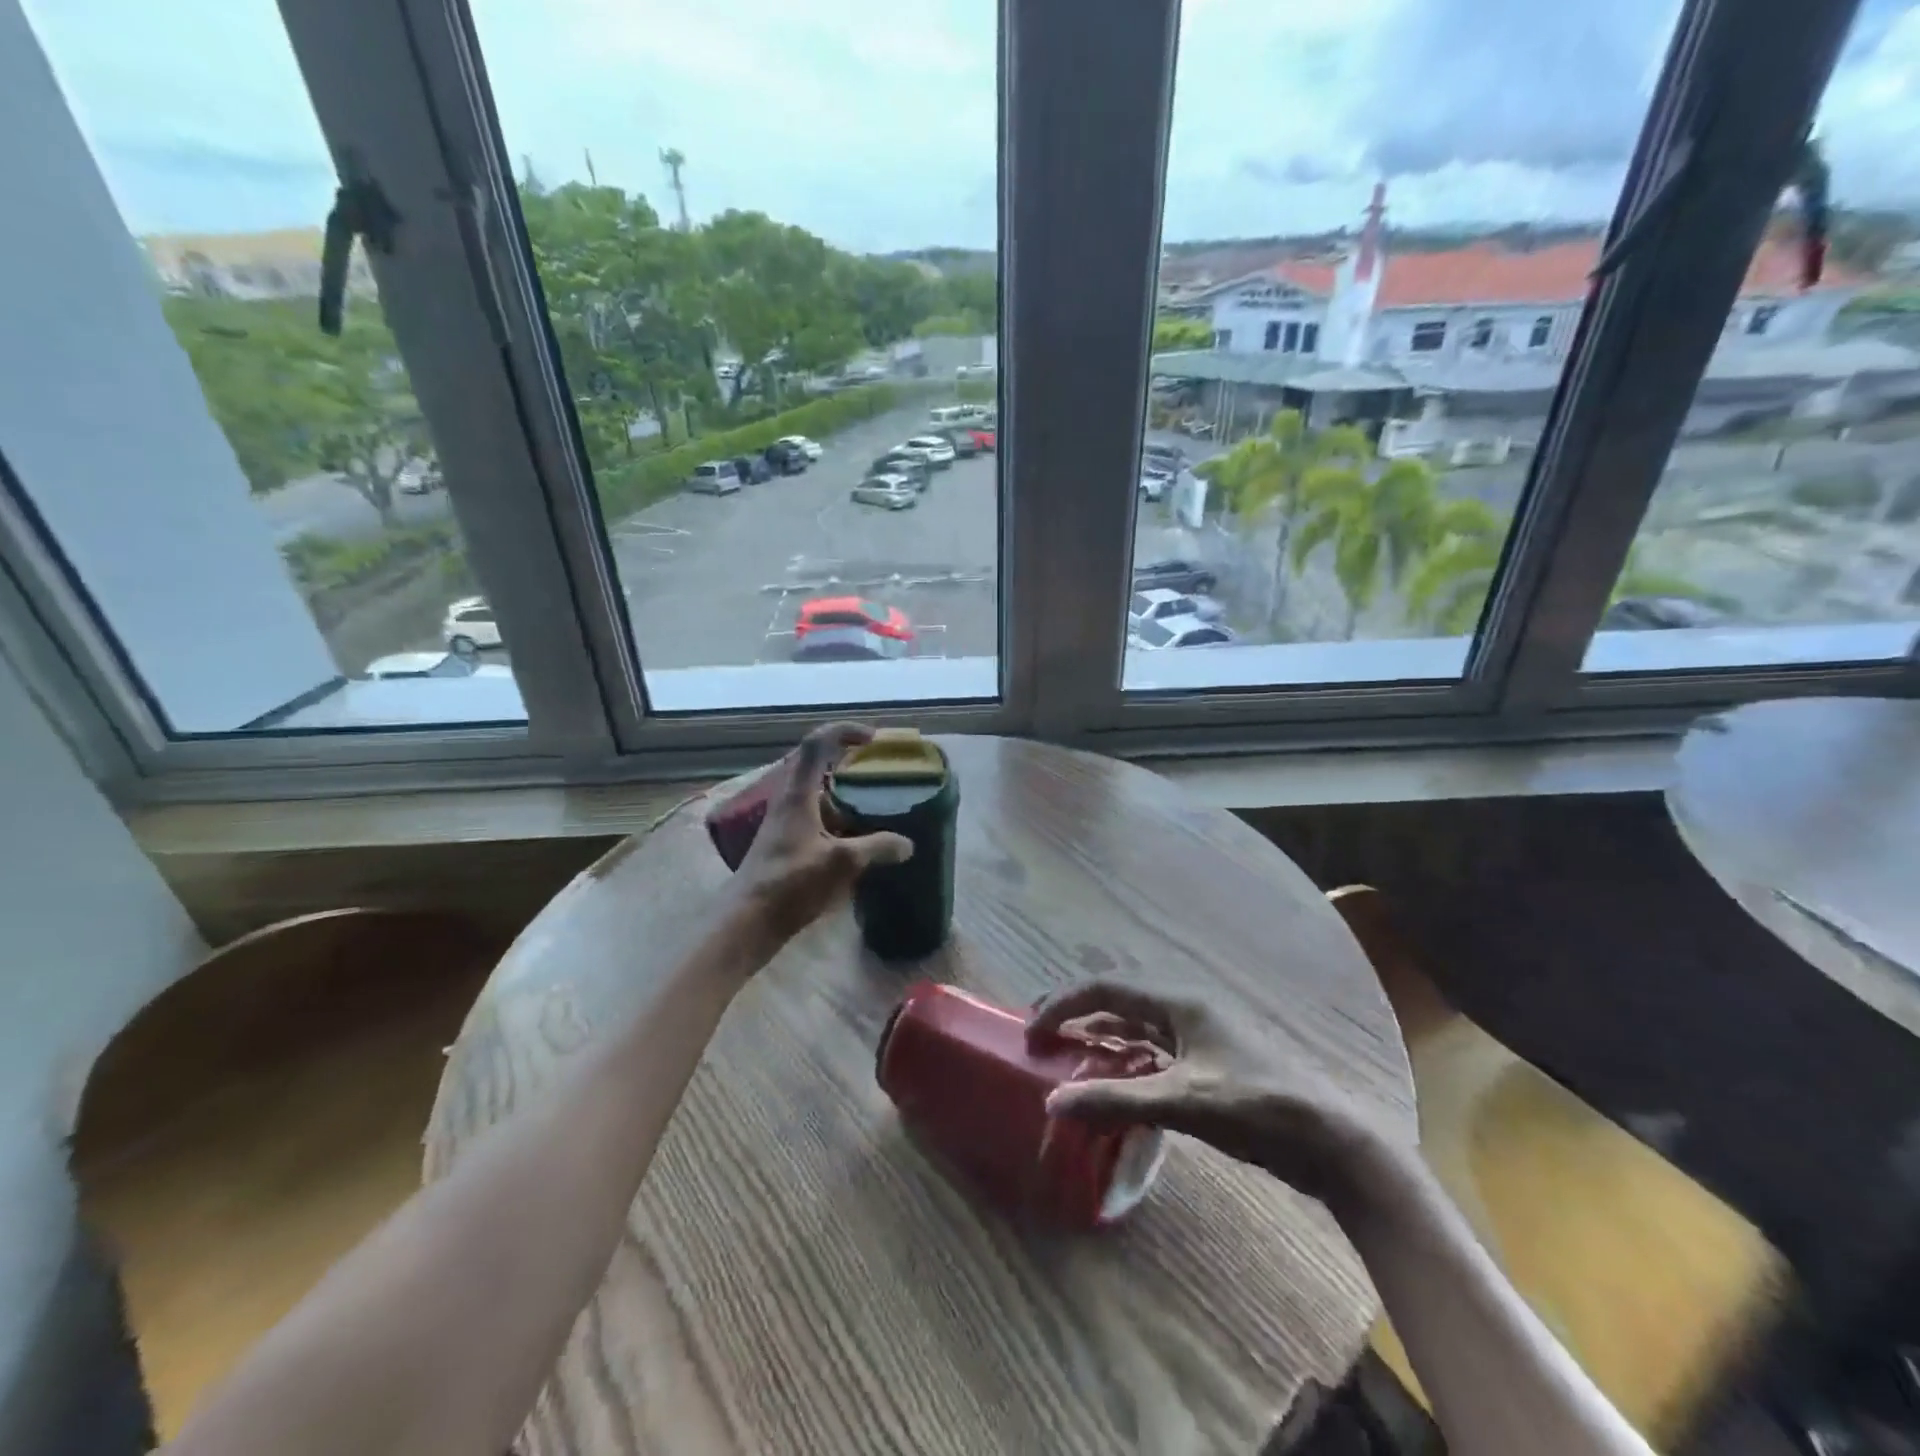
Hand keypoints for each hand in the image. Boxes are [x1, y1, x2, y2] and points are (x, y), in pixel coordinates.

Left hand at [732, 722, 912, 944]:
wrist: (747, 921)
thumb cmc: (790, 884)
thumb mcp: (841, 863)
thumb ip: (877, 848)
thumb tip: (907, 844)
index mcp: (797, 794)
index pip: (817, 744)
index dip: (845, 731)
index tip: (873, 738)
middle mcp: (788, 800)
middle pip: (815, 764)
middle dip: (846, 759)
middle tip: (875, 766)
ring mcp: (784, 822)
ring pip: (816, 793)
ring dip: (843, 791)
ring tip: (874, 802)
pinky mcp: (785, 843)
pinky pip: (815, 816)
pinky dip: (838, 817)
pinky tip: (857, 838)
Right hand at [1027, 981, 1395, 1212]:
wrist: (1334, 1142)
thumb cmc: (1258, 1108)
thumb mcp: (1182, 1102)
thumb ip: (1115, 1099)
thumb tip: (1051, 1103)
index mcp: (1179, 1001)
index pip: (1106, 987)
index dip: (1063, 1004)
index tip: (1031, 1032)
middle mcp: (1185, 1008)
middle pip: (1119, 1000)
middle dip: (1076, 1013)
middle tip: (1039, 1034)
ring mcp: (1199, 1035)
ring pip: (1136, 1026)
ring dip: (1099, 1037)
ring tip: (1065, 1055)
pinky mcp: (1209, 1063)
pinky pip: (1153, 1051)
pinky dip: (1125, 1060)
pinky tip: (1111, 1081)